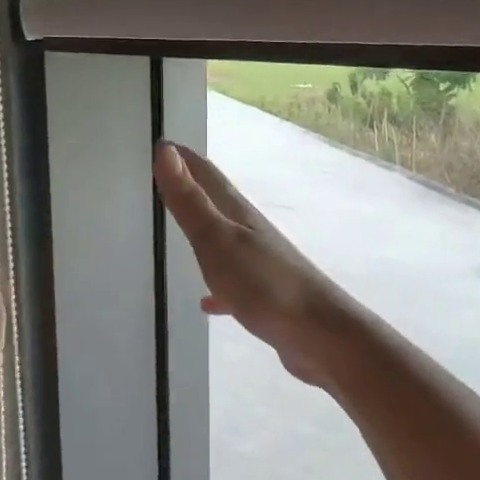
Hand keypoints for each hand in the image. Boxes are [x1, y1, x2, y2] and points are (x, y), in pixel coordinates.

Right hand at [152, 142, 356, 387]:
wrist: (320, 336)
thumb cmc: (265, 284)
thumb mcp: (217, 240)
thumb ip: (190, 200)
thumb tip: (165, 150)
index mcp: (237, 213)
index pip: (206, 174)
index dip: (182, 158)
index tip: (159, 143)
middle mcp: (250, 231)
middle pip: (216, 202)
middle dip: (190, 189)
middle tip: (163, 181)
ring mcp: (260, 263)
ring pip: (225, 239)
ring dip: (203, 230)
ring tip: (179, 231)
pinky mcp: (265, 296)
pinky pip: (233, 282)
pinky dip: (217, 284)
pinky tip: (207, 301)